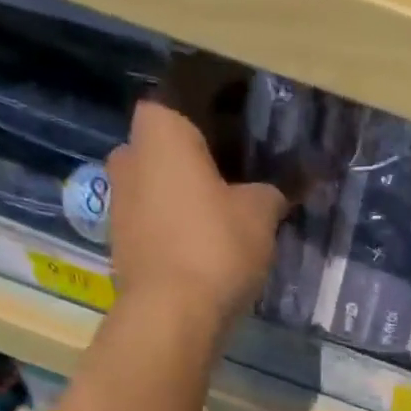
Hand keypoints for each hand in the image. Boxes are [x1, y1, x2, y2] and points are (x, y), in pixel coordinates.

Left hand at [107, 100, 287, 322]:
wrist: (170, 316)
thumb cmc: (215, 246)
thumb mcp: (261, 213)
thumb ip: (276, 190)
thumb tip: (291, 183)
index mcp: (160, 127)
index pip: (194, 94)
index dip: (227, 102)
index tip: (253, 117)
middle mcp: (129, 152)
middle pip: (176, 143)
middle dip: (209, 154)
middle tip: (248, 170)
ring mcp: (120, 200)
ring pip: (165, 183)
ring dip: (193, 192)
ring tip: (233, 210)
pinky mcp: (122, 241)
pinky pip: (159, 219)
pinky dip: (182, 223)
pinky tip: (210, 241)